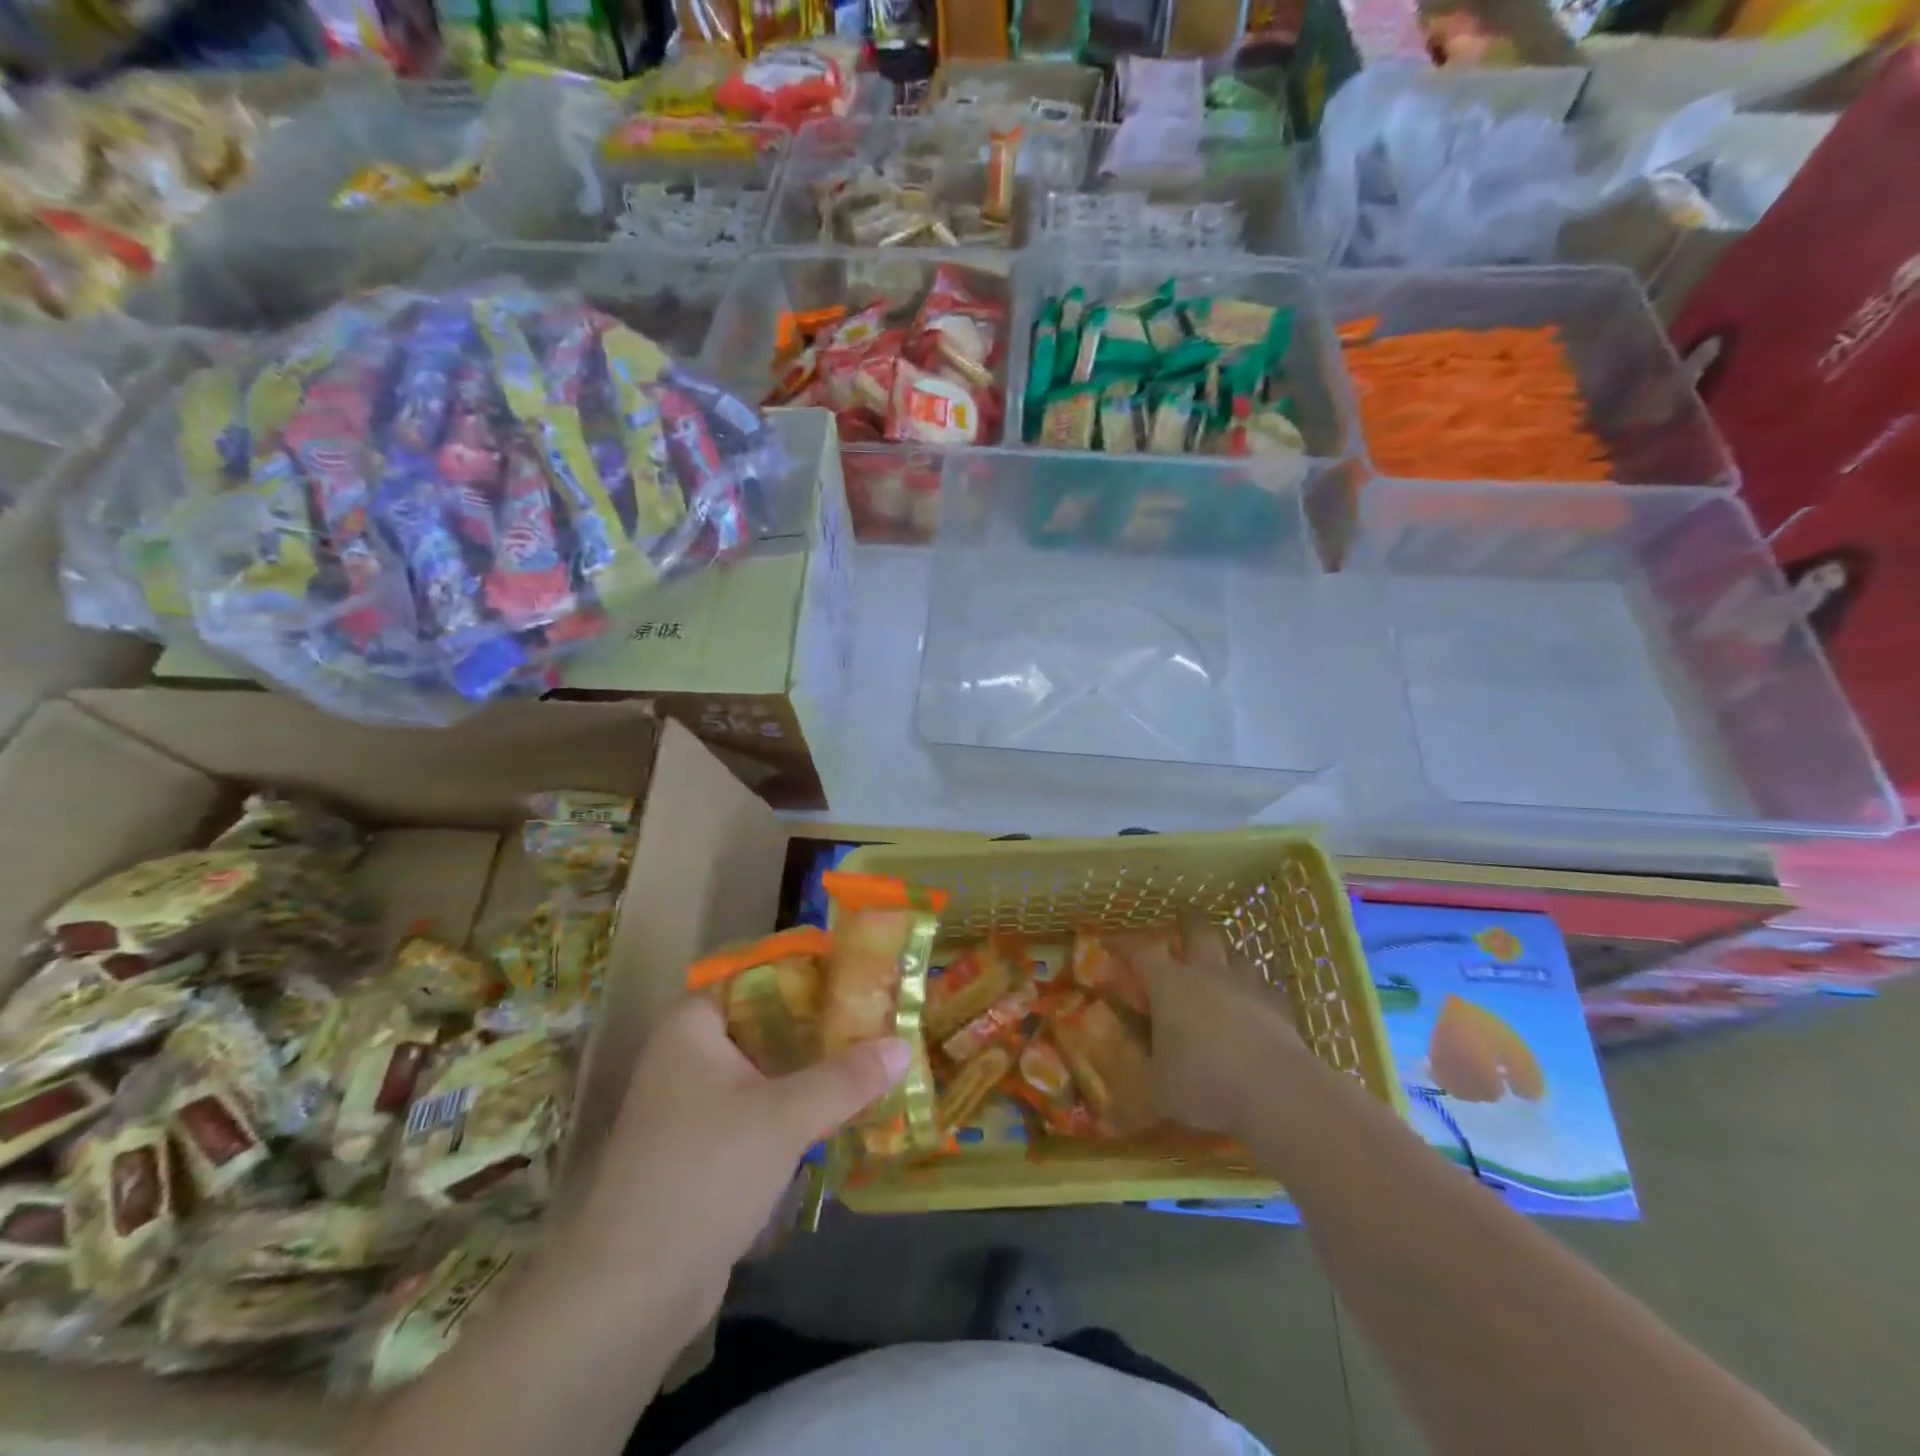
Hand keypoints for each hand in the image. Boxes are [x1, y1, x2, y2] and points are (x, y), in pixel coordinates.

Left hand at [567, 995, 908, 1343]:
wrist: (632, 1290)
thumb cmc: (706, 1171)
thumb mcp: (786, 1116)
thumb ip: (847, 1076)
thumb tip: (903, 1046)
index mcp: (692, 1025)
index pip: (758, 977)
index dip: (809, 975)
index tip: (858, 979)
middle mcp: (685, 1055)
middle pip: (764, 1023)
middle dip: (819, 1026)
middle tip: (875, 1021)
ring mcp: (690, 1105)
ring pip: (763, 1070)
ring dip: (809, 1071)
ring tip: (868, 1062)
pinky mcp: (701, 1150)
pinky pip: (756, 1110)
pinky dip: (792, 1109)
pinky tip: (837, 1113)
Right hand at [1116, 923, 1306, 1136]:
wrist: (1277, 1093)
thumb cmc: (1204, 1084)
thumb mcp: (1158, 1087)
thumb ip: (1147, 1068)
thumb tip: (1136, 1066)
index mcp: (1170, 985)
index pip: (1141, 951)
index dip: (1124, 944)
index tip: (1110, 944)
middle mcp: (1208, 974)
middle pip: (1198, 932)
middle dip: (1186, 927)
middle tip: (1179, 934)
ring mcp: (1249, 987)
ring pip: (1237, 955)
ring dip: (1225, 959)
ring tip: (1219, 972)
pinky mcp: (1281, 1008)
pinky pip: (1266, 989)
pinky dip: (1256, 993)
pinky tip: (1255, 1008)